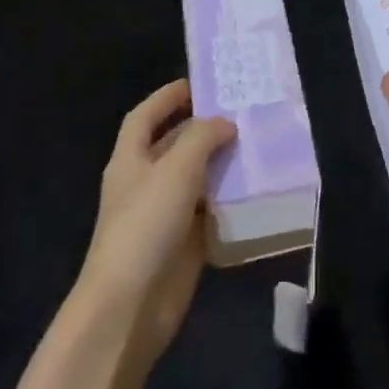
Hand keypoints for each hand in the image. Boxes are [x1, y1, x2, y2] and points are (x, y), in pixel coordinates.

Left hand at [74, 80, 234, 371]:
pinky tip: (256, 190)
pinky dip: (229, 201)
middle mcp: (146, 183)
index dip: (167, 97)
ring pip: (197, 178)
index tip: (199, 83)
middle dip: (204, 129)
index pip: (145, 117)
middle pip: (175, 145)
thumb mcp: (175, 169)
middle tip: (243, 113)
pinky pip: (210, 212)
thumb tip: (224, 123)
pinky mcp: (184, 243)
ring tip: (257, 145)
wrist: (130, 305)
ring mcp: (165, 214)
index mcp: (130, 160)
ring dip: (222, 164)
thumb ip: (201, 138)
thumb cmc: (145, 225)